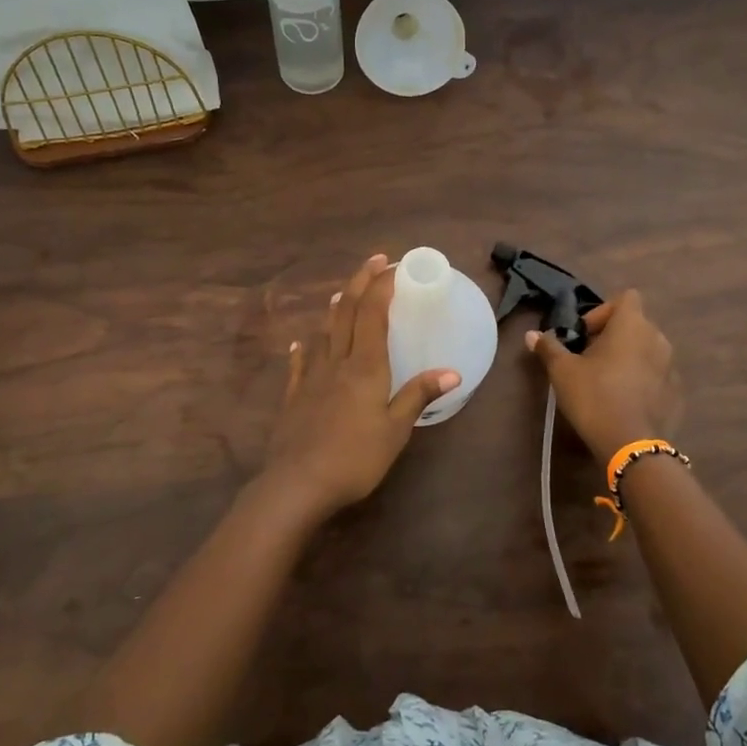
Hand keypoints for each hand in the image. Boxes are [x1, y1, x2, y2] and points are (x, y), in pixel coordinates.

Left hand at [255, 254, 460, 527]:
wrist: (298, 484)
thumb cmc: (355, 458)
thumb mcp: (396, 430)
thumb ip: (419, 396)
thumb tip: (452, 372)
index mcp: (365, 366)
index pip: (372, 313)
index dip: (382, 285)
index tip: (394, 264)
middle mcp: (337, 362)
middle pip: (347, 312)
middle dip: (361, 283)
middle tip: (375, 262)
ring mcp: (311, 377)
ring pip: (324, 332)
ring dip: (336, 308)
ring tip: (345, 294)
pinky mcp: (294, 396)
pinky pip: (300, 364)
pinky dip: (304, 348)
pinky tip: (300, 342)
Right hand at [526, 289, 682, 462]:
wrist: (630, 444)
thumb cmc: (594, 396)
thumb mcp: (562, 371)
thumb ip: (549, 347)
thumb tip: (531, 335)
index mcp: (632, 325)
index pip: (626, 298)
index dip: (603, 311)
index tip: (585, 334)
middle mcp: (657, 338)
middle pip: (635, 324)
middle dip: (612, 336)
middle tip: (588, 359)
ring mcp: (671, 366)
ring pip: (647, 349)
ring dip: (628, 357)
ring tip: (606, 380)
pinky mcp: (676, 391)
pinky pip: (656, 374)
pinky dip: (642, 379)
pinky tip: (623, 400)